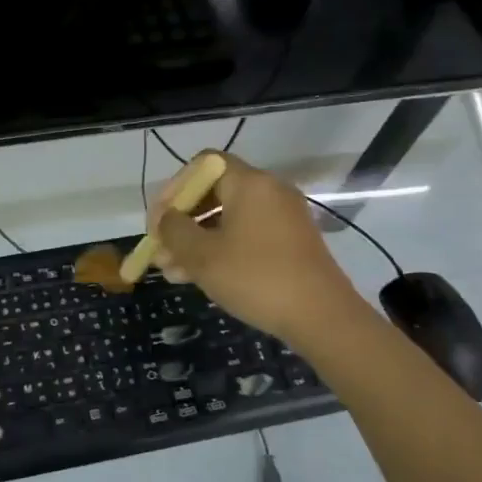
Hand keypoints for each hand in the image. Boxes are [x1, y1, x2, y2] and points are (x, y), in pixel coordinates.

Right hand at [150, 151, 370, 345]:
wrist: (322, 317)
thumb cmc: (256, 278)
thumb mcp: (203, 256)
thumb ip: (174, 231)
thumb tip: (165, 218)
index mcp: (249, 183)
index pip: (203, 164)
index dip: (175, 187)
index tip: (159, 219)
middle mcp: (269, 191)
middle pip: (214, 193)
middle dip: (182, 221)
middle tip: (160, 250)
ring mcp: (283, 217)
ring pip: (228, 219)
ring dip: (197, 241)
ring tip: (172, 273)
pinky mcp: (291, 242)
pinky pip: (247, 235)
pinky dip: (221, 249)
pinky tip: (200, 278)